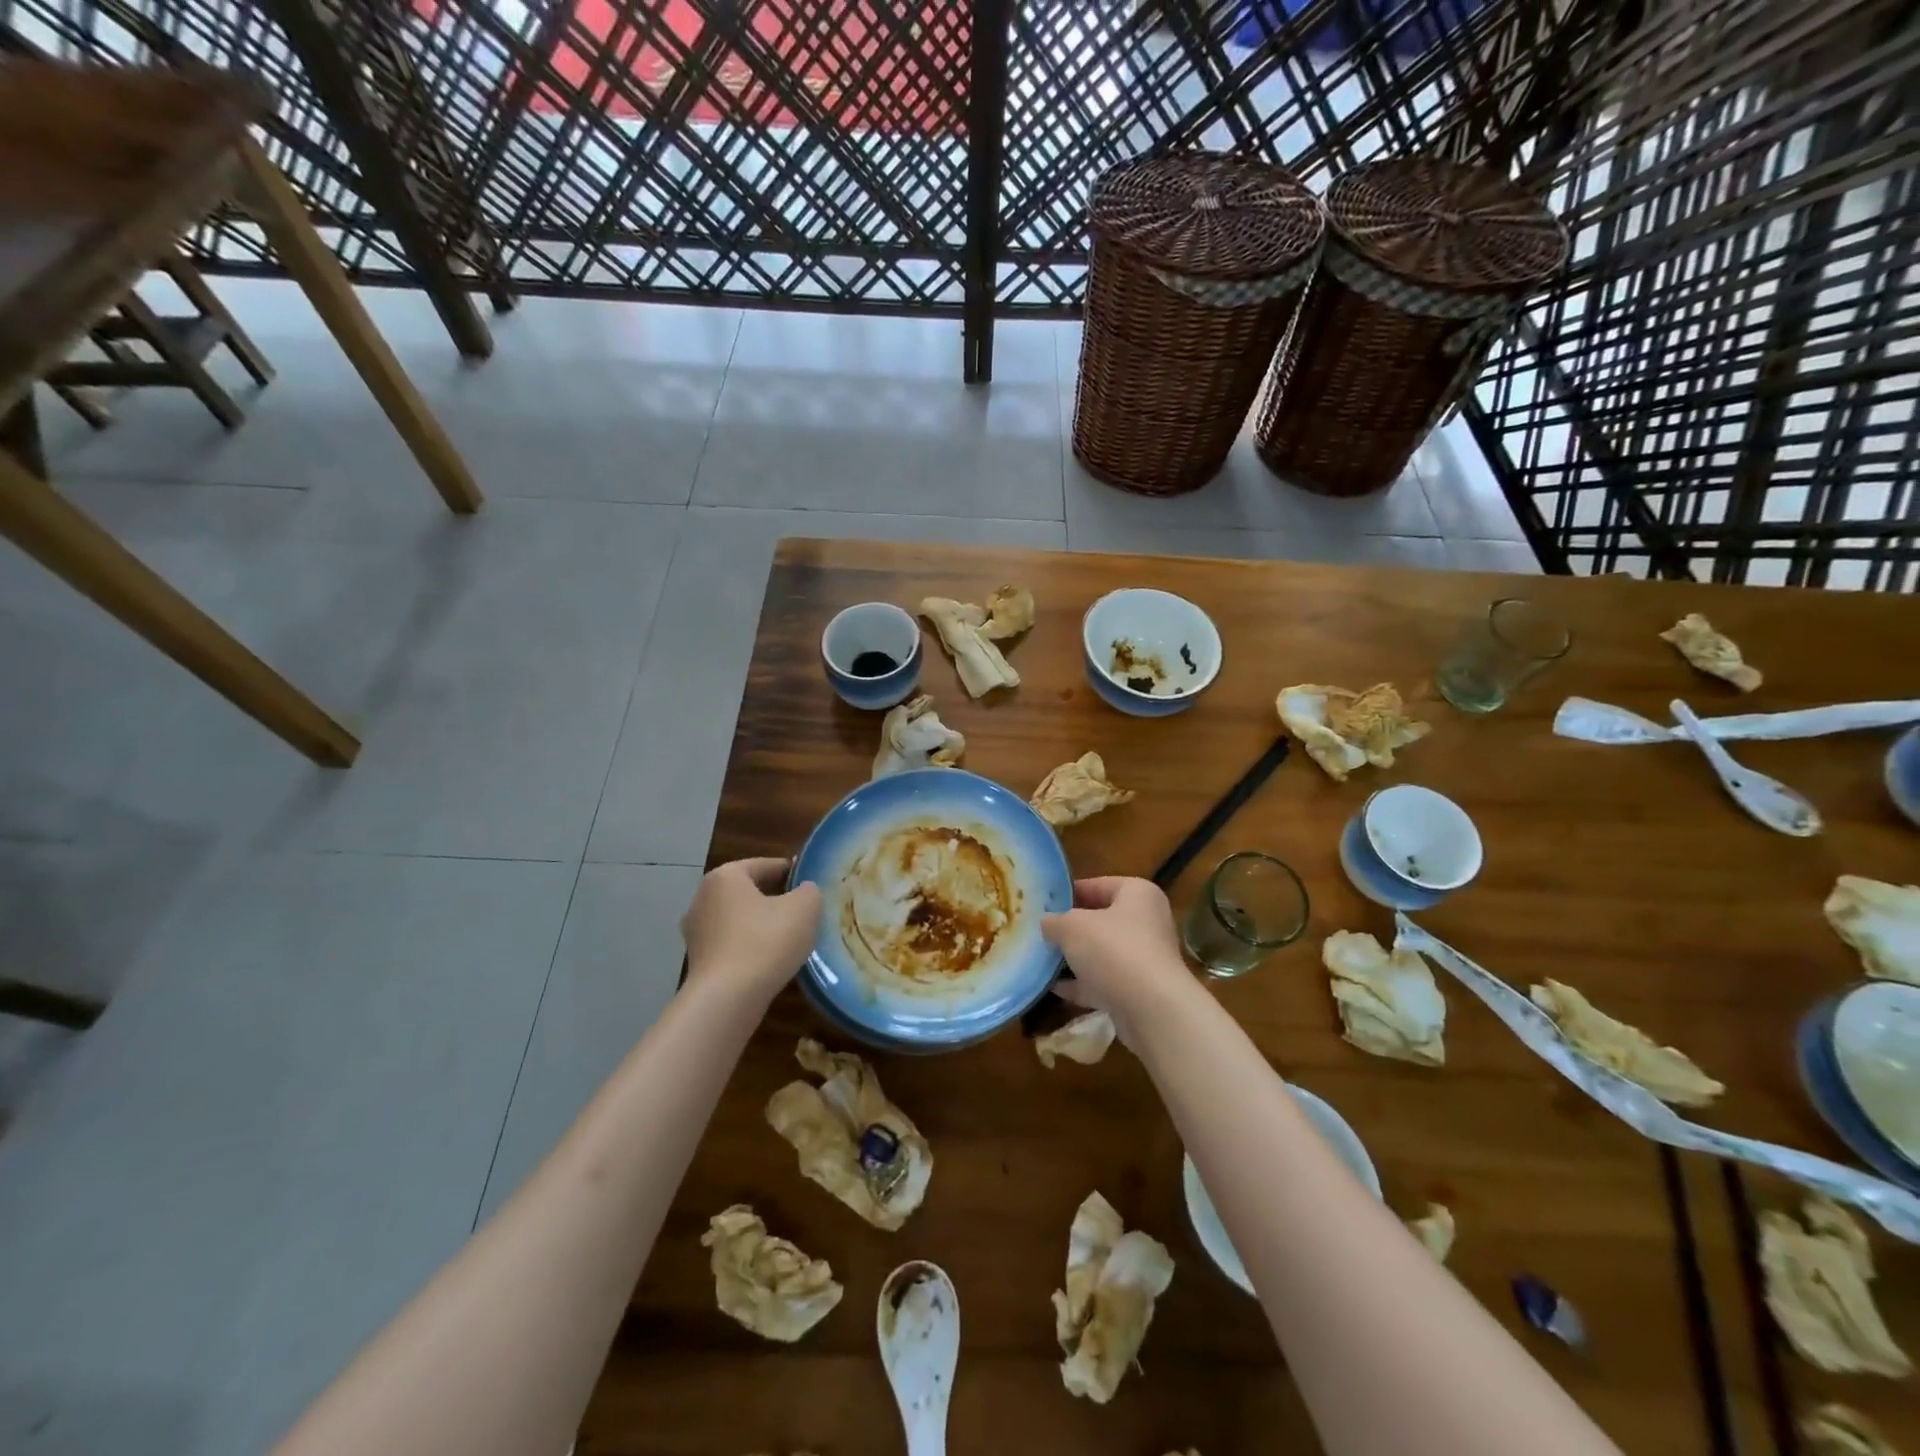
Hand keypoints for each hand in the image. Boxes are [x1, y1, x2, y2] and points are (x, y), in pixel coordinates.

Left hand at [682, 857, 820, 997]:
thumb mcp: (804, 908)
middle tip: (805, 910)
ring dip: (763, 925)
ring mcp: (696, 932)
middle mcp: (703, 898)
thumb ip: (809, 891)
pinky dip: (750, 947)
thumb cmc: (765, 942)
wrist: (726, 999)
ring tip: (791, 938)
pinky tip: (771, 960)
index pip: (765, 865)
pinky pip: (732, 944)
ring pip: (740, 919)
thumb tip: (804, 891)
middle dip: (776, 899)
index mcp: (725, 877)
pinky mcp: (698, 961)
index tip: (812, 883)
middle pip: (750, 891)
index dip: (793, 872)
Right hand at [1041, 877, 1192, 1042]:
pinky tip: (1053, 988)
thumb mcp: (1071, 926)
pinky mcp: (1139, 991)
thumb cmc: (1113, 950)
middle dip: (1070, 928)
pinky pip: (1104, 982)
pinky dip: (1081, 985)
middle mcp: (1147, 922)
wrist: (1151, 1010)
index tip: (1042, 904)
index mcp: (1138, 894)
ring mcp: (1144, 959)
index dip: (1068, 893)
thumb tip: (1046, 924)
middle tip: (1039, 932)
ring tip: (1041, 959)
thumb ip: (1054, 921)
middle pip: (1100, 920)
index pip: (1098, 885)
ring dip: (1074, 958)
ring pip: (1102, 953)